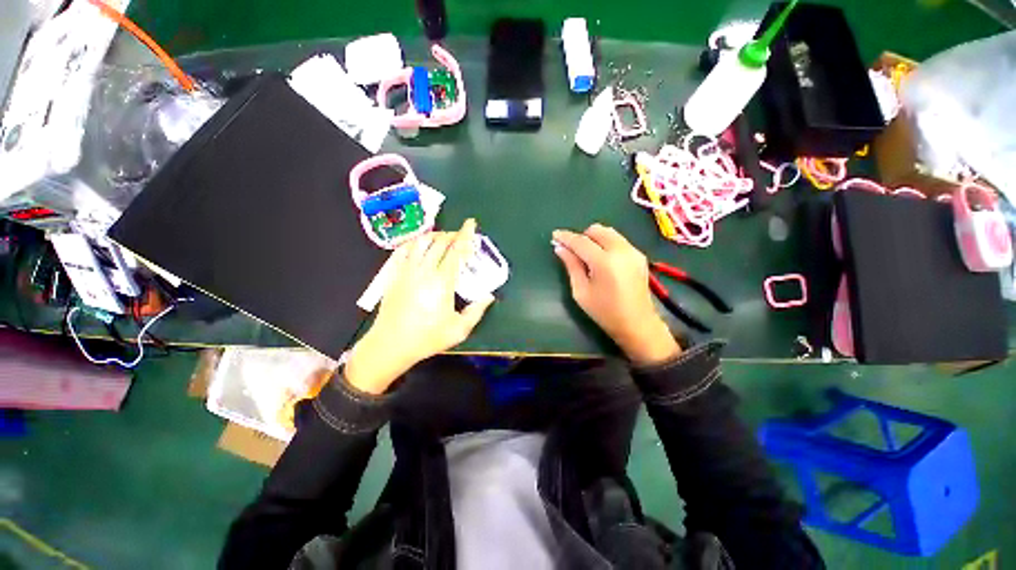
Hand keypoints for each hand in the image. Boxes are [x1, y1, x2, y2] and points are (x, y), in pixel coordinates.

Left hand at [345, 219, 493, 393]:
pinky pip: (404, 250)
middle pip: (439, 242)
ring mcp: (406, 271)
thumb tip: (489, 297)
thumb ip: (476, 311)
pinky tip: (420, 246)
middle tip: (461, 236)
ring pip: (421, 242)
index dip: (465, 235)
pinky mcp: (394, 275)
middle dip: (452, 234)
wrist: (390, 344)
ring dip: (434, 236)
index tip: (471, 223)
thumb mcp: (459, 329)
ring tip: (443, 240)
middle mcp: (424, 270)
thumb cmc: (427, 338)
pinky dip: (415, 243)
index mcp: (442, 282)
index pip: (456, 251)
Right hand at [553, 224, 680, 364]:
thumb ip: (571, 266)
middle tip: (572, 250)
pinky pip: (618, 240)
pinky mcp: (639, 255)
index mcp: (604, 262)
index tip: (554, 235)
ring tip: (587, 254)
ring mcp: (633, 251)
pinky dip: (606, 243)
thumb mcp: (581, 291)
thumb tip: (560, 248)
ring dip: (594, 238)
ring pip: (609, 232)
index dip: (566, 237)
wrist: (637, 324)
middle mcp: (621, 251)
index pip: (581, 242)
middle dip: (581, 236)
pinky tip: (602, 259)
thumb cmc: (605, 312)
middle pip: (596, 230)